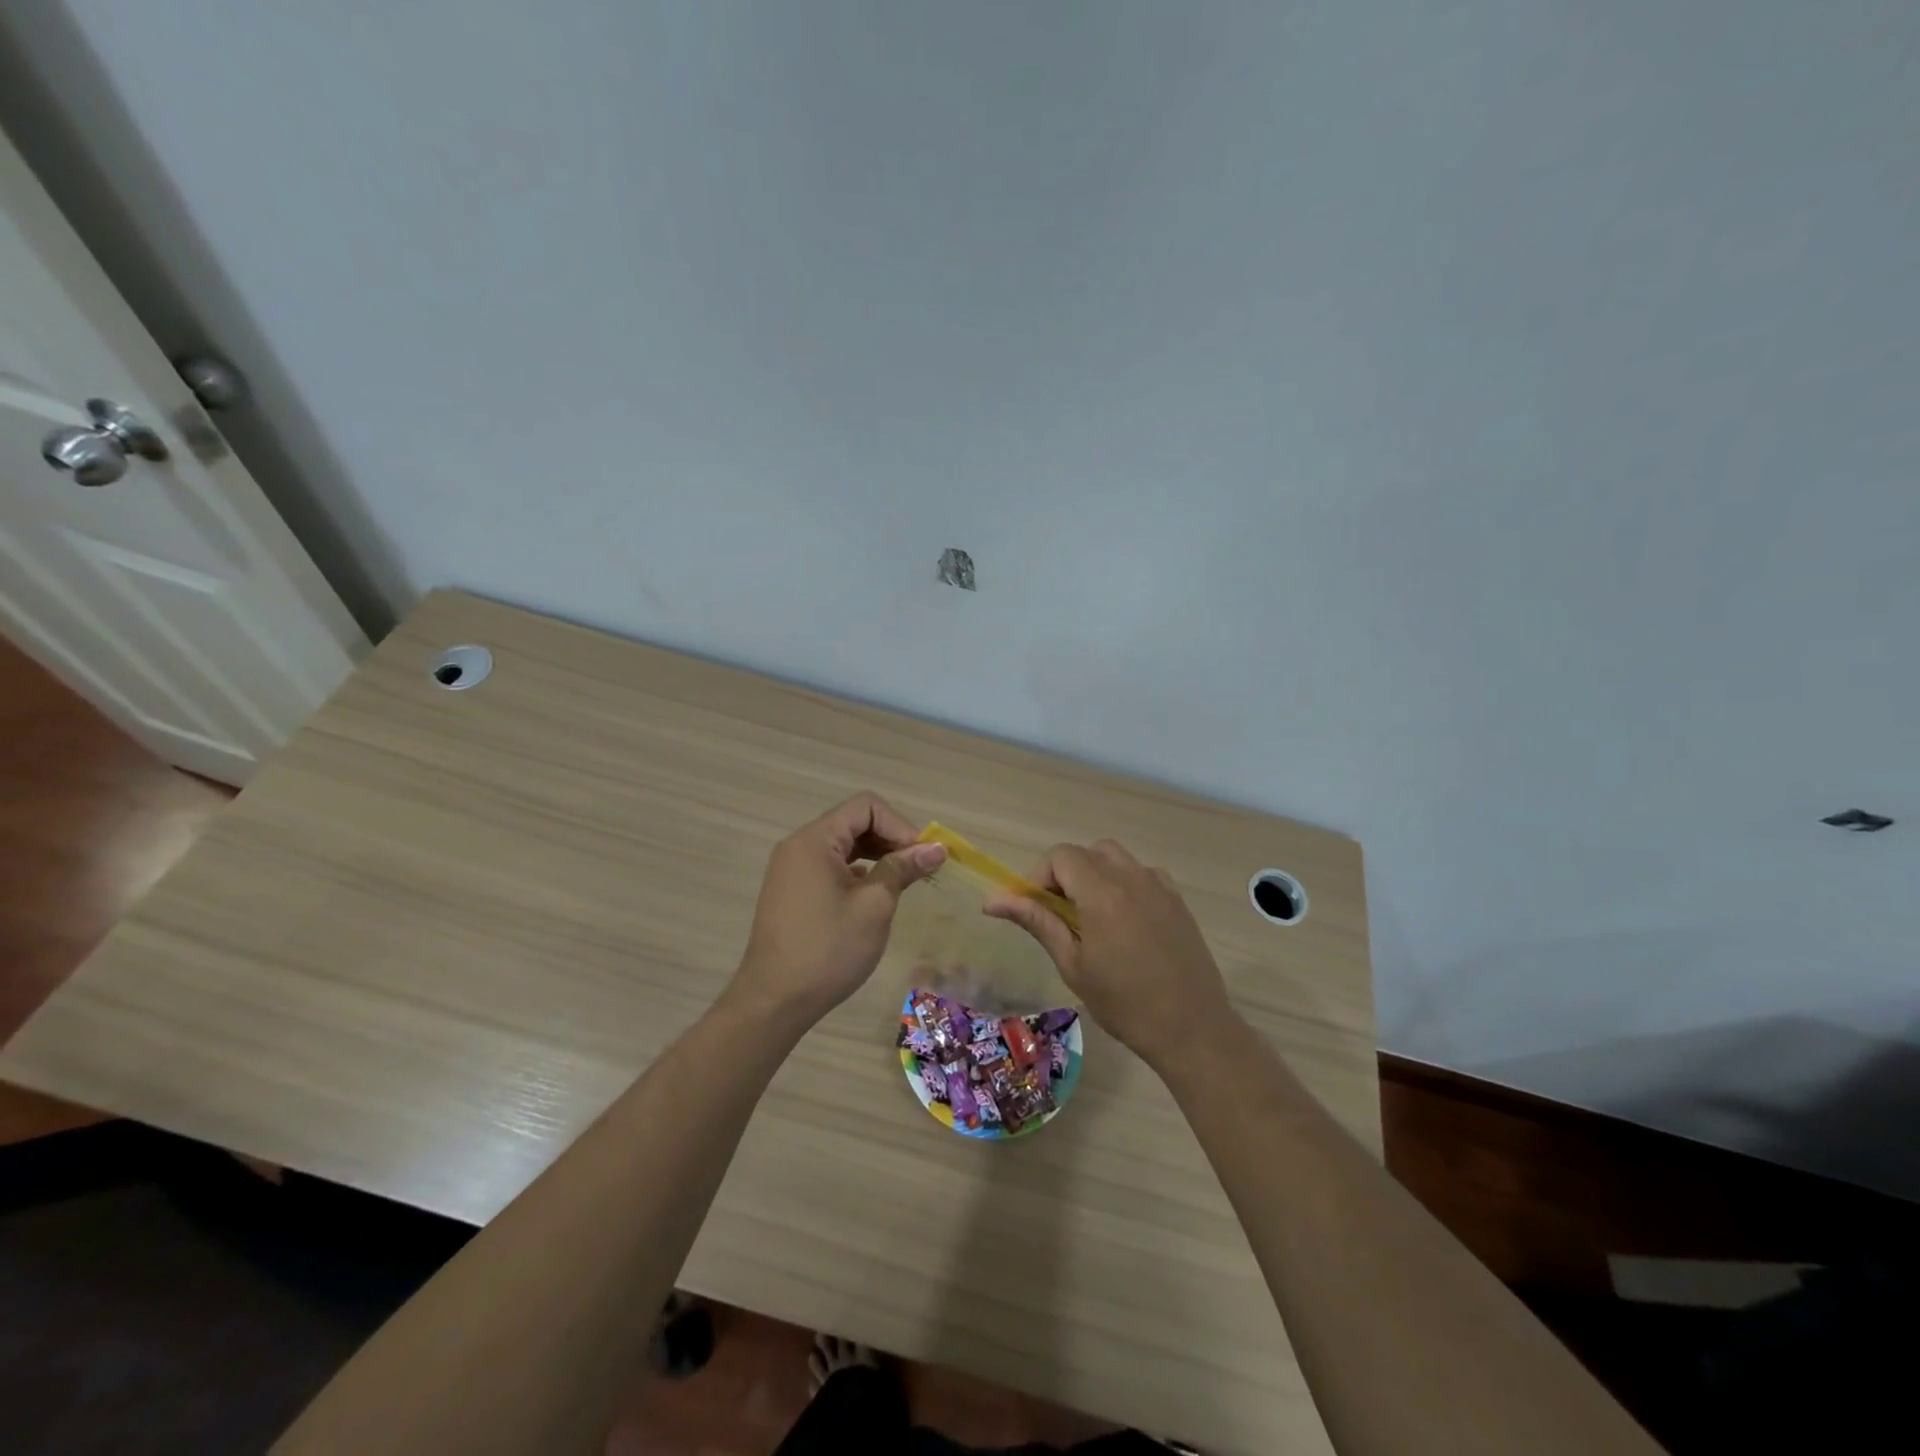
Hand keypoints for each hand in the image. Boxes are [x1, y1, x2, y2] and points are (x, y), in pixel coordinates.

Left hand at [729, 792, 946, 1030]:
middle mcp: (799, 846)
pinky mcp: (793, 892)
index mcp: (815, 840)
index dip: (900, 825)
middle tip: (920, 870)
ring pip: (844, 846)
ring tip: (904, 883)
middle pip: (854, 822)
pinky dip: (858, 873)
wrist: (774, 1001)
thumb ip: (903, 869)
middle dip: (891, 840)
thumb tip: (937, 848)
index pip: (866, 807)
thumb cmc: (828, 949)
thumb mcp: (874, 906)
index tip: (921, 857)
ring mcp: (792, 870)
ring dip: (877, 857)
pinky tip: (875, 897)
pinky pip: (831, 867)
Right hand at [984, 839, 1236, 1070]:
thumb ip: (1037, 922)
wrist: (1192, 1028)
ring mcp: (1160, 886)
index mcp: (1102, 892)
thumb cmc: (1124, 1003)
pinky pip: (1142, 874)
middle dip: (1065, 874)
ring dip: (1094, 875)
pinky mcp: (1177, 900)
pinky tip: (1123, 921)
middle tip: (1058, 913)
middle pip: (1087, 852)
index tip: (1034, 908)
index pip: (1061, 856)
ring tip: (1090, 916)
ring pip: (1116, 858)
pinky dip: (1123, 884)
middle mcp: (1132, 877)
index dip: (1040, 875)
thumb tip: (994, 900)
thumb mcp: (1073, 964)